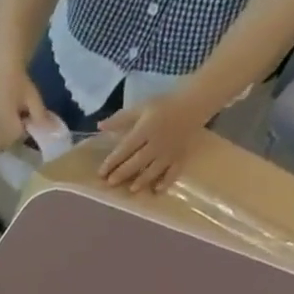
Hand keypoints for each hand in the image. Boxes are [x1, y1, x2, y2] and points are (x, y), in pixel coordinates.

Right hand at [0, 67, 56, 155]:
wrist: (3, 72)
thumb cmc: (20, 84)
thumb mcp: (34, 99)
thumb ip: (41, 117)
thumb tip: (52, 131)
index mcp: (7, 119)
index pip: (15, 138)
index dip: (22, 134)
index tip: (25, 124)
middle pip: (1, 146)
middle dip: (9, 142)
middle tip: (14, 129)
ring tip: (1, 138)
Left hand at [96, 89, 214, 192]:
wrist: (195, 103)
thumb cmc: (163, 106)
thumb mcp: (140, 108)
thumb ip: (120, 119)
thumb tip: (99, 126)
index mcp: (146, 129)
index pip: (126, 148)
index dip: (112, 161)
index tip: (101, 173)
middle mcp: (158, 142)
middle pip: (138, 161)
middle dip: (123, 173)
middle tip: (110, 183)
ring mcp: (171, 151)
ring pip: (154, 169)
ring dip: (142, 180)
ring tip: (131, 189)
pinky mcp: (181, 156)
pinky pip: (174, 171)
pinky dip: (166, 181)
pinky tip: (157, 190)